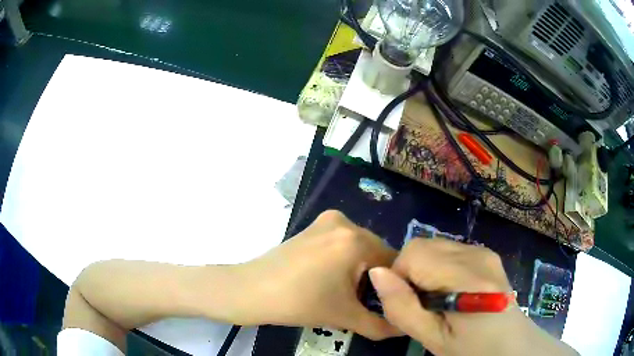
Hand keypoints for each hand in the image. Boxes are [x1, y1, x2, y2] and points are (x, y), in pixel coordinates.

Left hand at [229, 210, 401, 339]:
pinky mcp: (312, 226)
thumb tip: (404, 329)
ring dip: (360, 268)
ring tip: (348, 291)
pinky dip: (345, 259)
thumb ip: (381, 325)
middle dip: (376, 277)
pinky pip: (342, 242)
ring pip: (359, 247)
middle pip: (376, 252)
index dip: (394, 284)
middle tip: (367, 301)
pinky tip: (331, 277)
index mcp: (355, 240)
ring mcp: (326, 221)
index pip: (392, 261)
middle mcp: (344, 222)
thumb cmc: (300, 303)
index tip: (389, 302)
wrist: (252, 291)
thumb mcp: (345, 317)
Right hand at [369, 239, 577, 355]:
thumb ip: (402, 308)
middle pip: (423, 245)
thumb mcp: (432, 339)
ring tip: (438, 299)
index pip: (414, 254)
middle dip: (411, 272)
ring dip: (425, 270)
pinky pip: (449, 250)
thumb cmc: (472, 349)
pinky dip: (439, 267)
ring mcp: (484, 251)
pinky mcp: (486, 253)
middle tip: (423, 304)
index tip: (408, 303)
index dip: (400, 277)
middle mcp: (477, 253)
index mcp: (467, 276)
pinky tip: (451, 291)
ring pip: (434, 246)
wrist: (511, 344)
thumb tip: (377, 274)